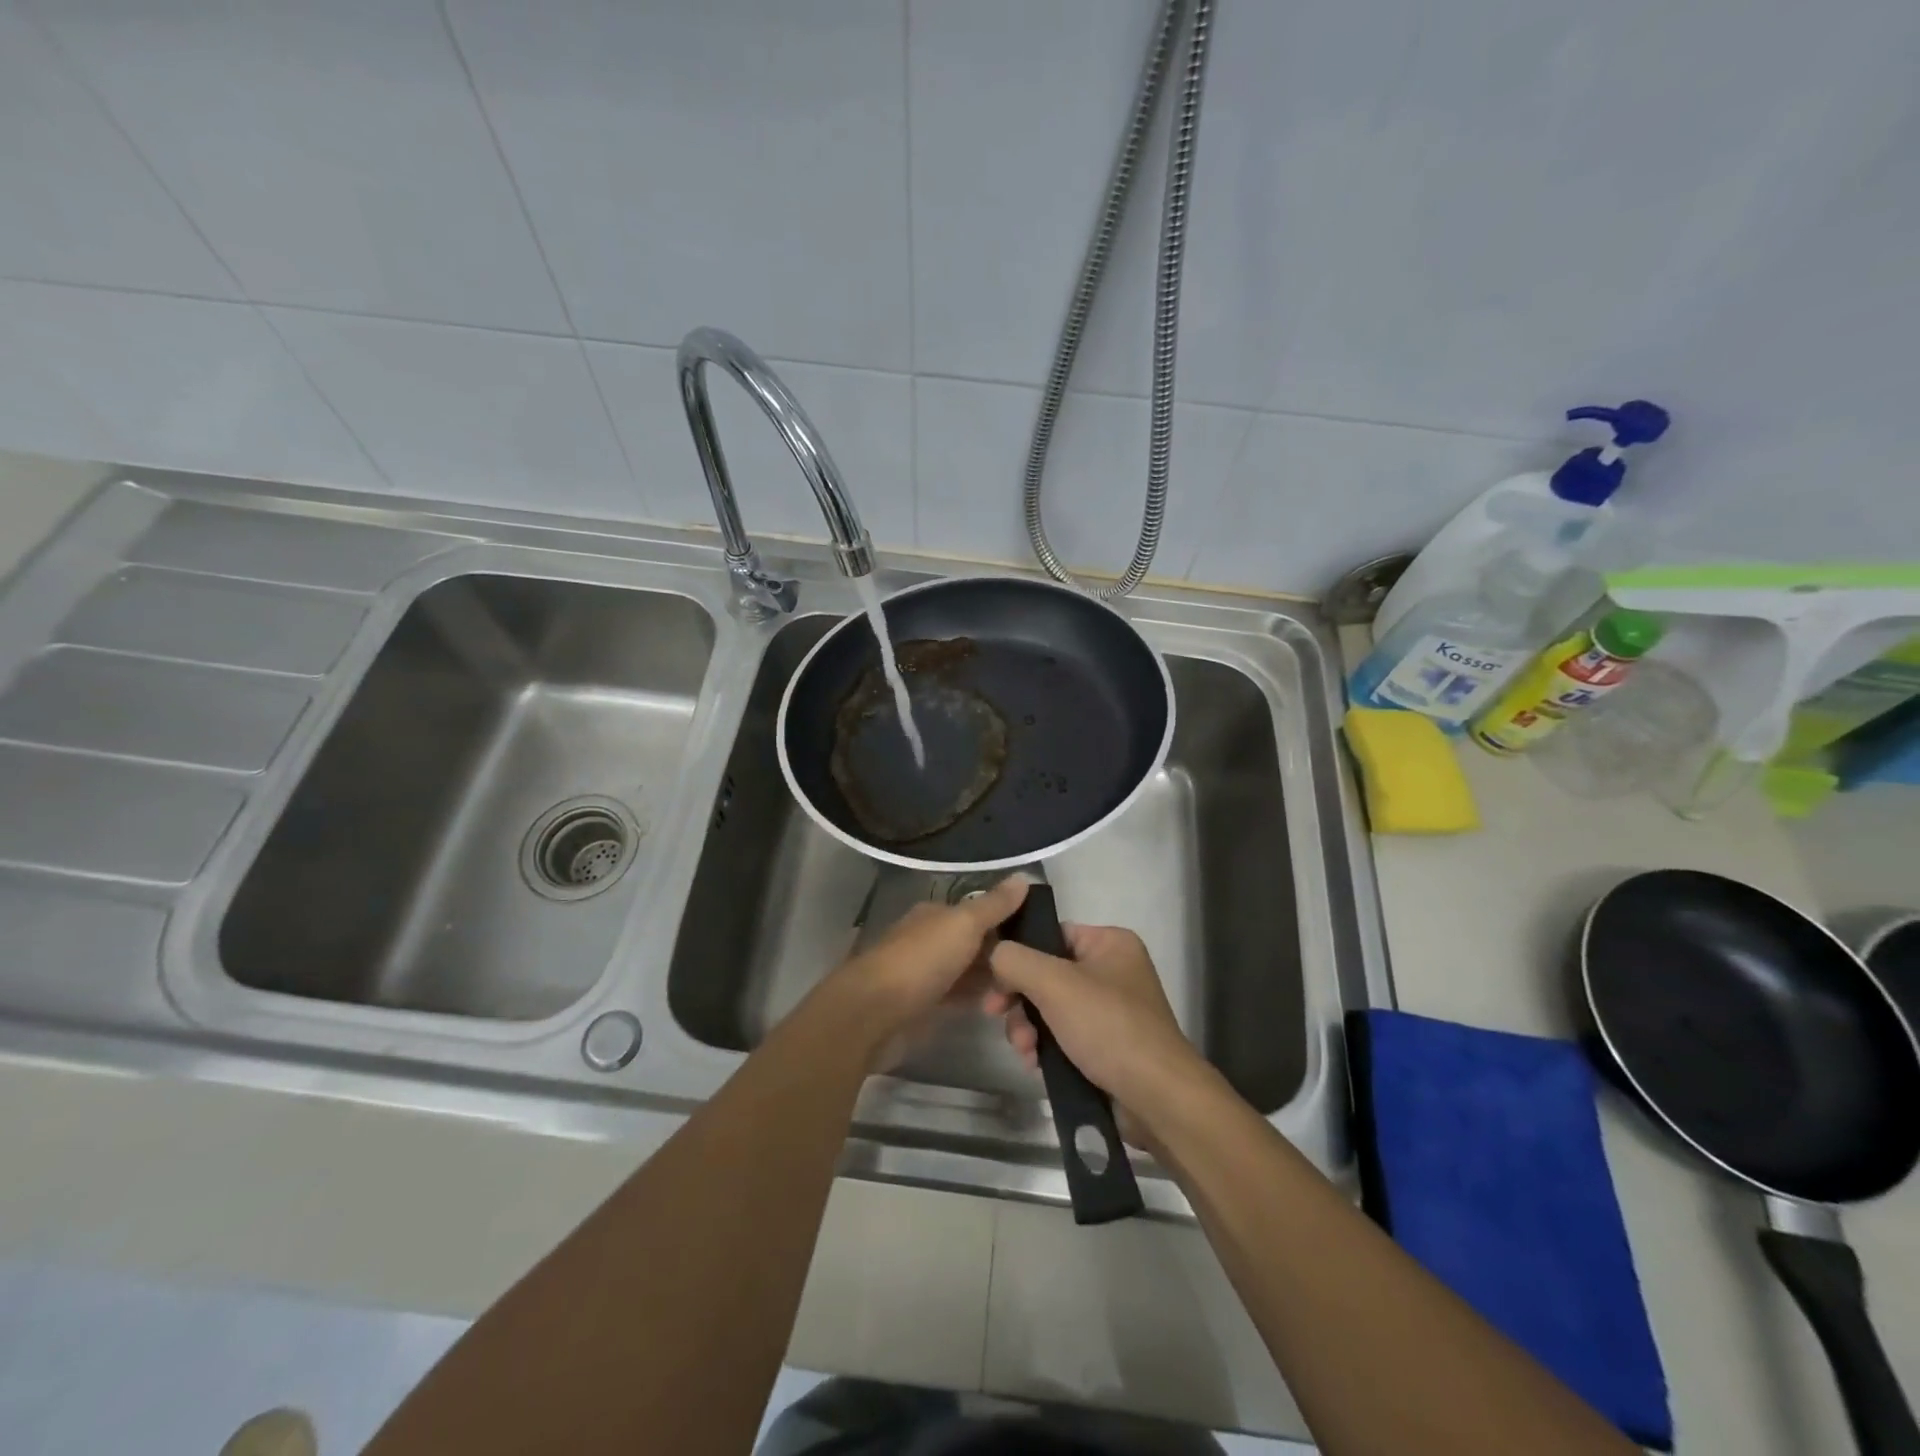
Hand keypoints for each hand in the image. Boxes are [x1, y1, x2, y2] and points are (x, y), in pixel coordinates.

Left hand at [812, 875, 1029, 1067]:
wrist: (874, 1013)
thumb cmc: (921, 960)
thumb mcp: (964, 924)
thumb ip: (994, 904)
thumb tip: (1024, 875)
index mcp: (935, 914)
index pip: (979, 912)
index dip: (1008, 922)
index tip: (1041, 939)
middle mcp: (929, 939)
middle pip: (975, 944)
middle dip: (1003, 956)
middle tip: (1037, 974)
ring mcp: (925, 974)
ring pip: (969, 972)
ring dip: (993, 982)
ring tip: (1025, 995)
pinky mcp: (924, 1006)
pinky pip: (959, 998)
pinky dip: (978, 1000)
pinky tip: (999, 1009)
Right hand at [986, 923, 1210, 1120]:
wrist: (1156, 1098)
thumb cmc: (1108, 1027)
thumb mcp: (1054, 984)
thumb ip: (1015, 960)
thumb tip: (995, 953)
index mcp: (1110, 943)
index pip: (1052, 935)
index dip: (1019, 955)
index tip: (994, 981)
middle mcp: (1113, 970)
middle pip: (1046, 974)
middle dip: (1020, 1000)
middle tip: (998, 1016)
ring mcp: (1111, 1010)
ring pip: (1051, 1008)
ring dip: (1028, 1027)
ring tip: (1025, 1051)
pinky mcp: (1108, 1045)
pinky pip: (1064, 1035)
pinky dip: (1046, 1047)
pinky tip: (1035, 1065)